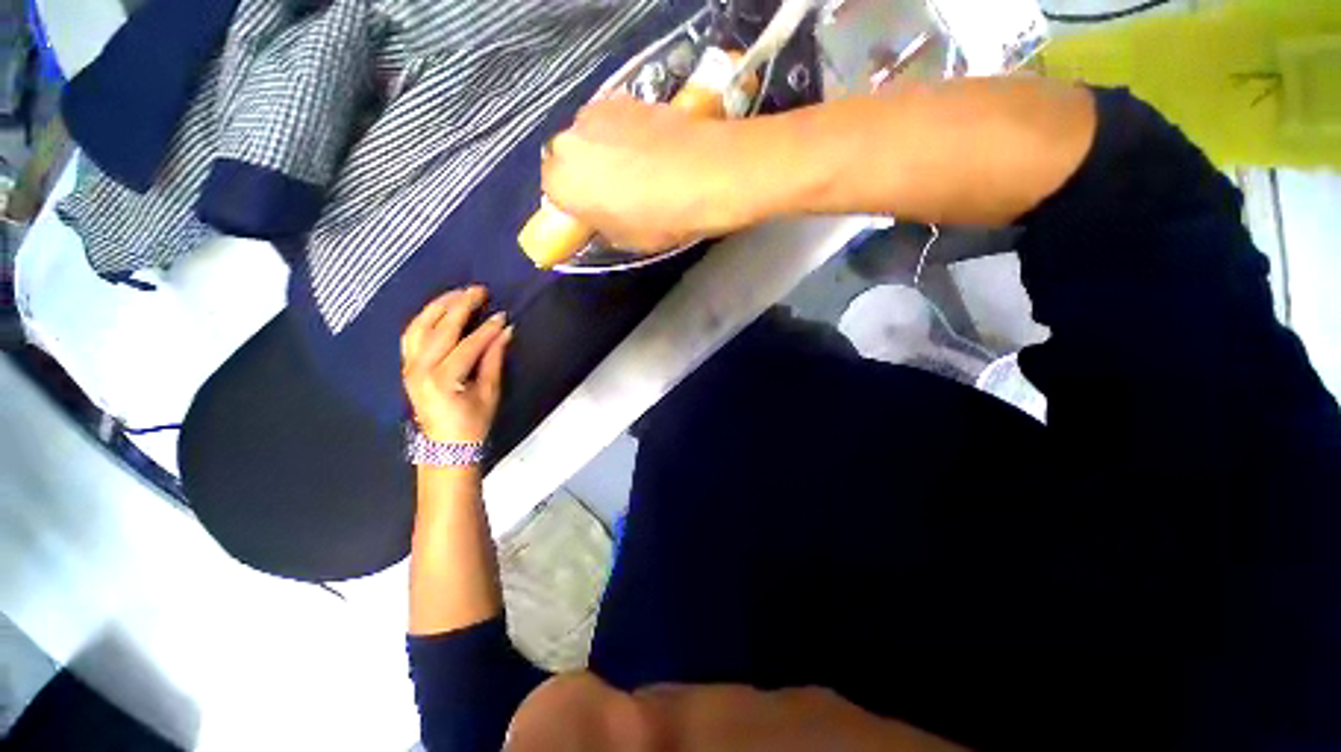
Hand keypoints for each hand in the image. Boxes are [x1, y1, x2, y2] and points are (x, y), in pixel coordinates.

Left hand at [402, 287, 512, 443]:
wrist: (445, 446)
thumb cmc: (472, 423)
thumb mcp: (490, 393)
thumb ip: (494, 359)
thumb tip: (505, 331)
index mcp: (443, 379)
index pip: (467, 345)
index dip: (487, 329)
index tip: (503, 314)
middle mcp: (420, 369)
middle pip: (441, 329)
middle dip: (461, 306)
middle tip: (479, 289)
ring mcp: (409, 366)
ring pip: (419, 326)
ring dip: (439, 306)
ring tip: (458, 292)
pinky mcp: (406, 366)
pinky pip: (411, 335)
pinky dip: (424, 318)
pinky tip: (438, 310)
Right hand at [541, 98, 743, 252]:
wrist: (704, 174)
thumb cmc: (660, 218)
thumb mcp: (626, 239)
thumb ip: (602, 225)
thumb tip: (602, 215)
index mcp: (562, 183)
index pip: (554, 192)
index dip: (575, 203)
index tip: (594, 212)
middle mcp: (569, 141)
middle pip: (569, 159)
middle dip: (586, 174)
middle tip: (616, 191)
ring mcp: (596, 112)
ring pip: (590, 136)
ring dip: (604, 150)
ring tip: (638, 167)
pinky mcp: (625, 96)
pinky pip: (614, 121)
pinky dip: (624, 133)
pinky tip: (651, 148)